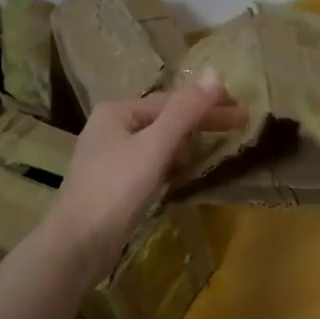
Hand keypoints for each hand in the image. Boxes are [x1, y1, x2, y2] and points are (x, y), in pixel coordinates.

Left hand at [46, 70, 245, 281]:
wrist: (77, 245)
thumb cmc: (116, 189)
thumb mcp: (155, 146)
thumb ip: (186, 111)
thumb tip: (215, 73)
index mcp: (117, 111)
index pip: (173, 101)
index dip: (210, 104)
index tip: (243, 111)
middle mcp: (110, 127)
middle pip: (165, 118)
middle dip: (202, 122)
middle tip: (241, 124)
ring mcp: (110, 156)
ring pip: (158, 142)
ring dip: (188, 142)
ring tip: (220, 145)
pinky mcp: (113, 184)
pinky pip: (151, 163)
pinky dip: (172, 163)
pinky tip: (187, 172)